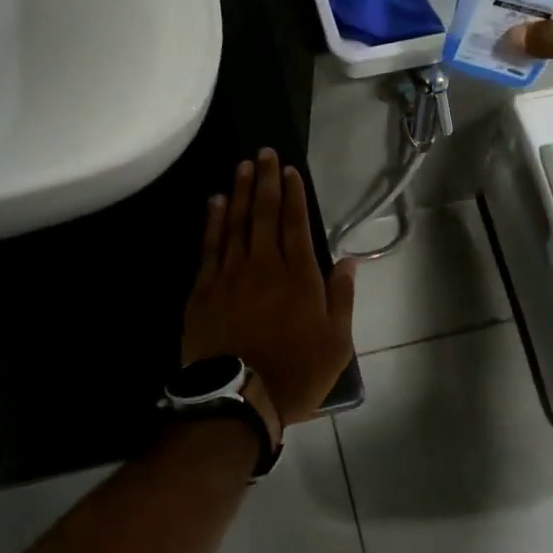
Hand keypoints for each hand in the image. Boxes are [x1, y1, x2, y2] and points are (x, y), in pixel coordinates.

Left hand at [181, 149, 358, 427]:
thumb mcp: (337, 343)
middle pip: (265, 214)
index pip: (296, 224)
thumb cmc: (295, 374)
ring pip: (236, 223)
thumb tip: (349, 260)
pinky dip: (214, 221)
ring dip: (241, 192)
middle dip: (267, 180)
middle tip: (265, 153)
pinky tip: (216, 202)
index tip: (291, 170)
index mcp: (299, 277)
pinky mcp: (203, 290)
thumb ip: (342, 297)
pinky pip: (209, 246)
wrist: (238, 400)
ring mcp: (230, 275)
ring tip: (243, 165)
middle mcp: (264, 266)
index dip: (294, 194)